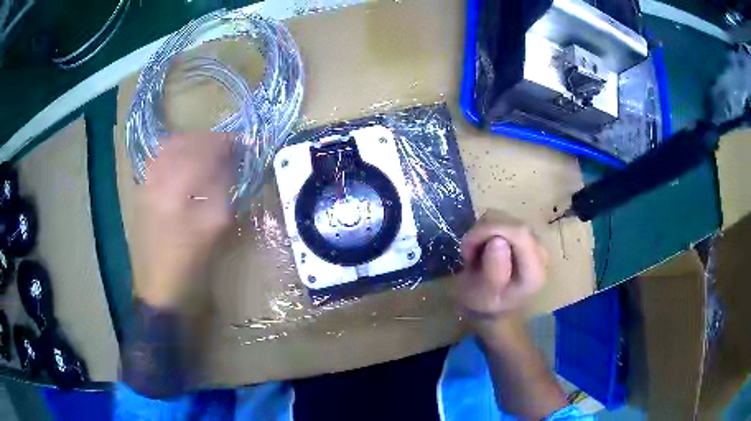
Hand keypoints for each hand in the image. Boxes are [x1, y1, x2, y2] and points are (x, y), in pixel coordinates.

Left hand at [132, 132, 234, 308]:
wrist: (159, 288)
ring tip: (206, 153)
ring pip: (169, 146)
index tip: (242, 144)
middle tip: (228, 149)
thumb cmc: (191, 265)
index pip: (204, 149)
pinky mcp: (140, 190)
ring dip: (191, 143)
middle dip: (210, 141)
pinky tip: (182, 161)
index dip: (226, 142)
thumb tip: (232, 161)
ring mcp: (145, 183)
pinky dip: (173, 152)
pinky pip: (156, 158)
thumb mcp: (216, 228)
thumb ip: (224, 188)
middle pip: (186, 142)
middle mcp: (157, 178)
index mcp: (177, 190)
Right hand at [456, 210, 547, 327]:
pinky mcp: (522, 232)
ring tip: (472, 253)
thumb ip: (494, 272)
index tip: (468, 250)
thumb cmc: (484, 304)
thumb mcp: (483, 296)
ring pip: (503, 216)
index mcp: (534, 270)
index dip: (490, 231)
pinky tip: (480, 246)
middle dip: (482, 232)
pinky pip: (500, 218)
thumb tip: (497, 240)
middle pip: (511, 222)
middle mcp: (540, 251)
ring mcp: (532, 239)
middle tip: (467, 253)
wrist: (489, 307)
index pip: (519, 233)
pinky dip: (483, 228)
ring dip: (480, 231)